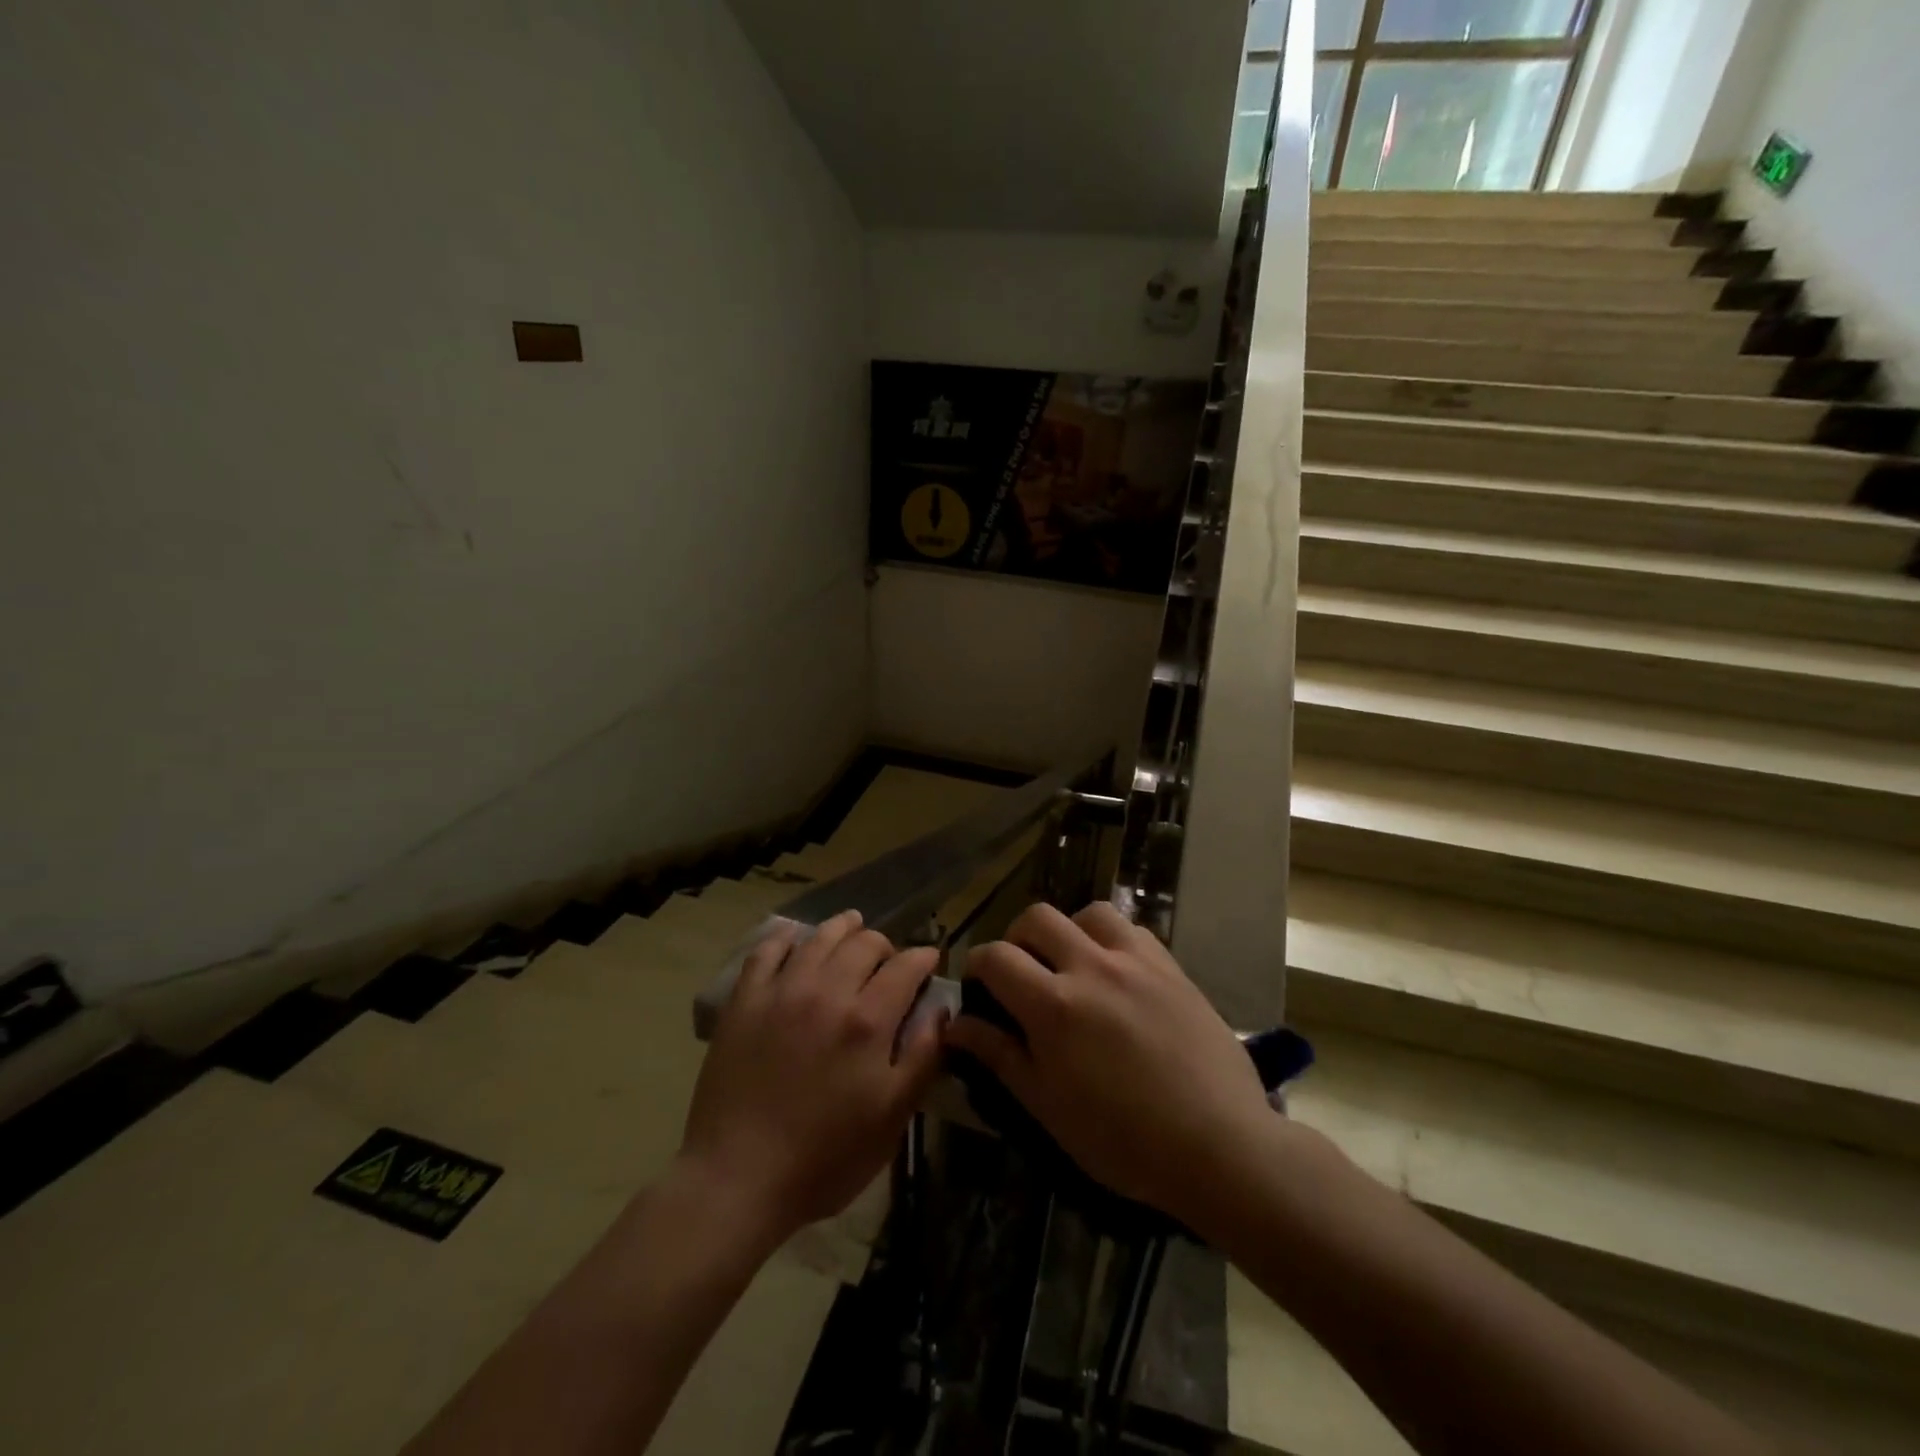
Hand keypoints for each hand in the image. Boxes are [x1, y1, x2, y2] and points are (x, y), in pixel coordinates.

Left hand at [677, 911, 944, 1247]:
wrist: (738, 1177)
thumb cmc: (825, 1157)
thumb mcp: (891, 1118)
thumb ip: (922, 1058)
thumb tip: (941, 1011)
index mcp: (867, 1020)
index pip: (906, 966)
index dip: (924, 959)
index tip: (930, 962)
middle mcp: (827, 991)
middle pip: (865, 943)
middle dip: (886, 946)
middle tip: (889, 961)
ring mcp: (782, 991)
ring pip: (820, 937)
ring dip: (843, 929)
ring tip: (852, 927)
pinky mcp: (745, 1000)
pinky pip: (768, 950)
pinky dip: (788, 938)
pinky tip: (796, 940)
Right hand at [945, 902, 1273, 1227]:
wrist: (1219, 1145)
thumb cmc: (1124, 1140)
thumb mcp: (1048, 1107)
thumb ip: (1000, 1055)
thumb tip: (958, 1025)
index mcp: (1054, 1005)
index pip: (996, 957)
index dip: (977, 965)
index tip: (980, 986)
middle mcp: (1091, 967)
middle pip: (1037, 917)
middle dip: (1017, 939)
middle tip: (1023, 973)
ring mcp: (1136, 961)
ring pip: (1088, 913)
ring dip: (1069, 930)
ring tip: (1072, 965)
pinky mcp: (1171, 967)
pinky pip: (1132, 930)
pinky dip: (1112, 940)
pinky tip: (1117, 973)